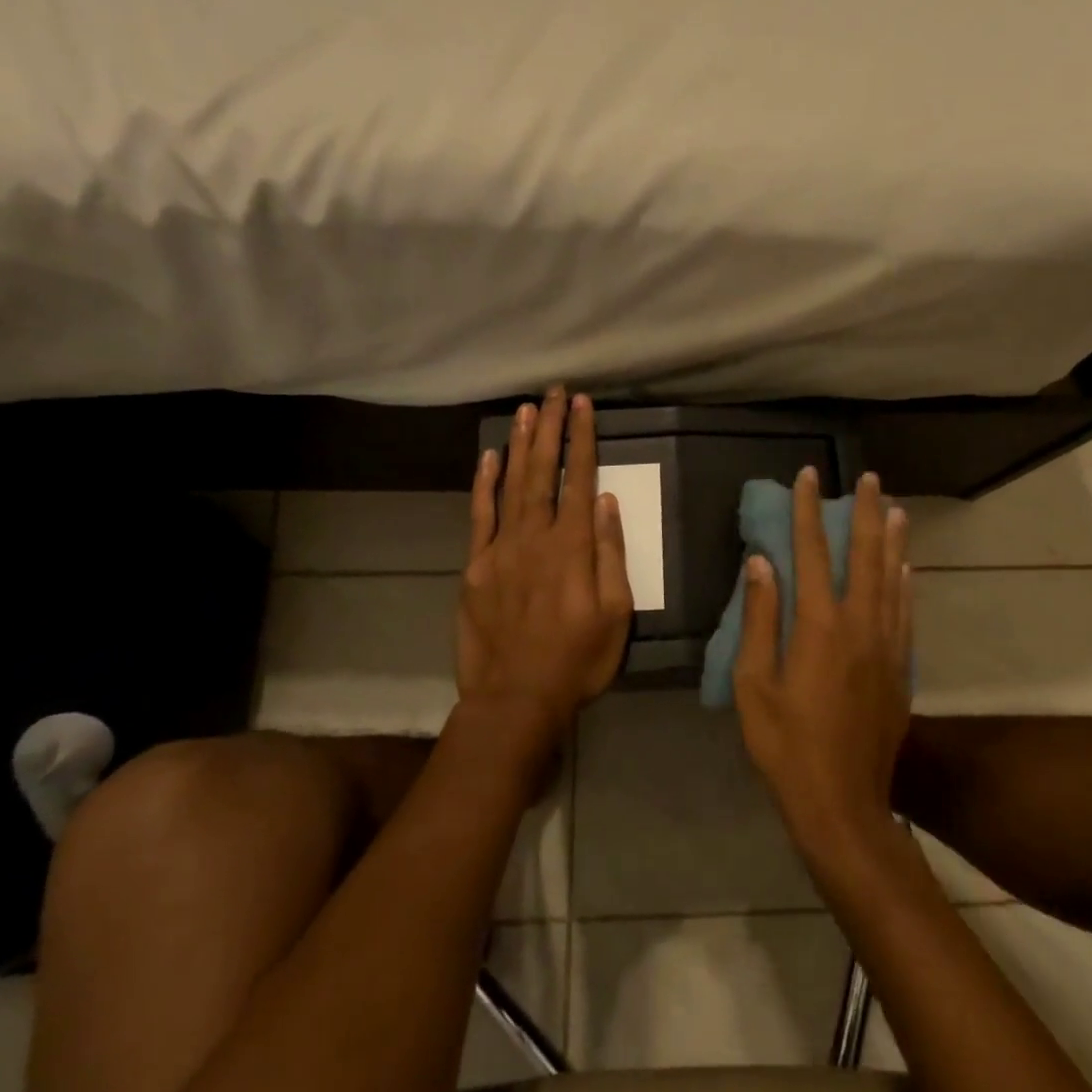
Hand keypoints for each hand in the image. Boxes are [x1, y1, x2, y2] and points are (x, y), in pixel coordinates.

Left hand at [457, 389, 635, 746]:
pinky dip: (484, 484)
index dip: (582, 439)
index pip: (580, 480)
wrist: (515, 699)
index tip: (582, 405)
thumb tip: (608, 503)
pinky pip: (480, 516)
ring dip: (520, 444)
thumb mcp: (616, 615)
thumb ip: (612, 555)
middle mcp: (535, 537)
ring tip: (526, 410)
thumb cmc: (576, 660)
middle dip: (550, 428)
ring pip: (511, 485)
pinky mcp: (475, 566)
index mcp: (573, 548)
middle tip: (553, 392)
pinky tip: (490, 457)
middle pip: (543, 472)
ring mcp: (500, 549)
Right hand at [734, 467, 912, 858]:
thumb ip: (760, 619)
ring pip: (892, 579)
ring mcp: (886, 647)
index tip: (809, 477)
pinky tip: (906, 567)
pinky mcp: (900, 669)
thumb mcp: (754, 684)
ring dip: (892, 540)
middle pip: (865, 555)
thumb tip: (762, 563)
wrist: (842, 803)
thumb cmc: (786, 745)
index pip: (813, 552)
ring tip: (894, 507)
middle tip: (869, 478)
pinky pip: (905, 612)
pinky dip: (905, 583)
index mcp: (819, 626)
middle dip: (865, 513)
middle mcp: (859, 625)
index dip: (809, 511)